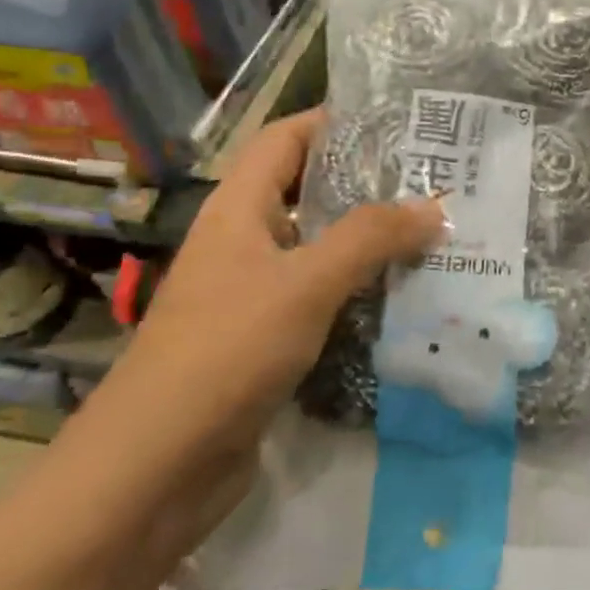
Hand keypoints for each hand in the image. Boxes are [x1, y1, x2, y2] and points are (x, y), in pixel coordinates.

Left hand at [116, 110, 442, 454]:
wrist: (155, 468)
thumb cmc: (226, 351)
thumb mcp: (306, 283)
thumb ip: (371, 238)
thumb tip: (434, 207)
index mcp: (239, 210)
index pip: (285, 139)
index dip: (333, 121)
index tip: (396, 121)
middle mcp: (244, 242)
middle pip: (308, 190)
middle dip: (366, 181)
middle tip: (431, 178)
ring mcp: (253, 292)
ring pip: (319, 246)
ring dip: (369, 238)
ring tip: (432, 229)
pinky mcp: (266, 338)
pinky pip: (321, 294)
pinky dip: (360, 287)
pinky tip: (405, 293)